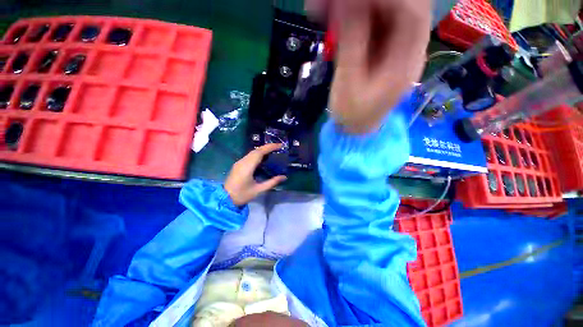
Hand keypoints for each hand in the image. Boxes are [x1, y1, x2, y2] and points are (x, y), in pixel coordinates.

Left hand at [224, 143, 286, 205]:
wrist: (225, 199)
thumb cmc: (242, 195)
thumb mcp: (259, 190)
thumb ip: (272, 182)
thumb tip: (284, 177)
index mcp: (247, 167)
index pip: (260, 152)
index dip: (270, 147)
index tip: (280, 145)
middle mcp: (242, 161)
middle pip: (256, 150)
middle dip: (268, 147)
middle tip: (279, 147)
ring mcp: (239, 162)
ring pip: (252, 152)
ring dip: (263, 150)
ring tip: (273, 151)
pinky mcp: (238, 165)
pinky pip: (249, 156)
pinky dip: (258, 154)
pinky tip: (263, 157)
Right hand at [308, 0, 431, 133]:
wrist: (355, 129)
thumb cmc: (353, 114)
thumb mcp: (349, 83)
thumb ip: (351, 43)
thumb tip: (346, 3)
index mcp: (407, 61)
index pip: (411, 12)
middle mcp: (407, 49)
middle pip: (398, 9)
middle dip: (365, 2)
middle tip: (335, 3)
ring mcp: (394, 50)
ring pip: (383, 15)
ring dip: (357, 8)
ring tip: (329, 9)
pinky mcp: (381, 52)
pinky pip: (371, 27)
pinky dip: (354, 19)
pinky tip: (336, 19)